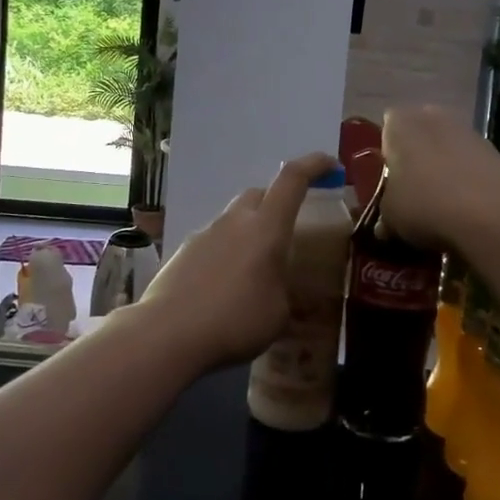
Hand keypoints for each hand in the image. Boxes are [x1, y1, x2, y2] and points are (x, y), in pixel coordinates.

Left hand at [139, 152, 338, 371]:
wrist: (168, 333)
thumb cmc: (236, 321)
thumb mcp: (278, 314)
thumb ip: (284, 292)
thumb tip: (279, 291)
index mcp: (266, 228)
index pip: (293, 179)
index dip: (314, 166)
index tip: (331, 166)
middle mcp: (235, 221)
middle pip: (260, 194)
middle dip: (278, 202)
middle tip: (289, 230)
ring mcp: (205, 234)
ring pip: (234, 219)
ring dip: (249, 232)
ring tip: (256, 269)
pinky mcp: (183, 252)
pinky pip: (214, 242)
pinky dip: (226, 253)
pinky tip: (226, 286)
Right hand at [379, 106, 499, 250]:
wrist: (493, 216)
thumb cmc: (425, 205)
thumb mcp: (389, 216)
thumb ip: (384, 211)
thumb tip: (385, 224)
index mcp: (400, 123)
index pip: (385, 129)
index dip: (385, 155)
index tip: (386, 182)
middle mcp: (433, 116)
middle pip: (418, 134)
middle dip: (415, 158)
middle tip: (410, 191)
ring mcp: (468, 130)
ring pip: (446, 148)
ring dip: (443, 168)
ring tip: (440, 204)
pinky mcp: (495, 150)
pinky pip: (470, 163)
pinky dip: (467, 179)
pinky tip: (466, 207)